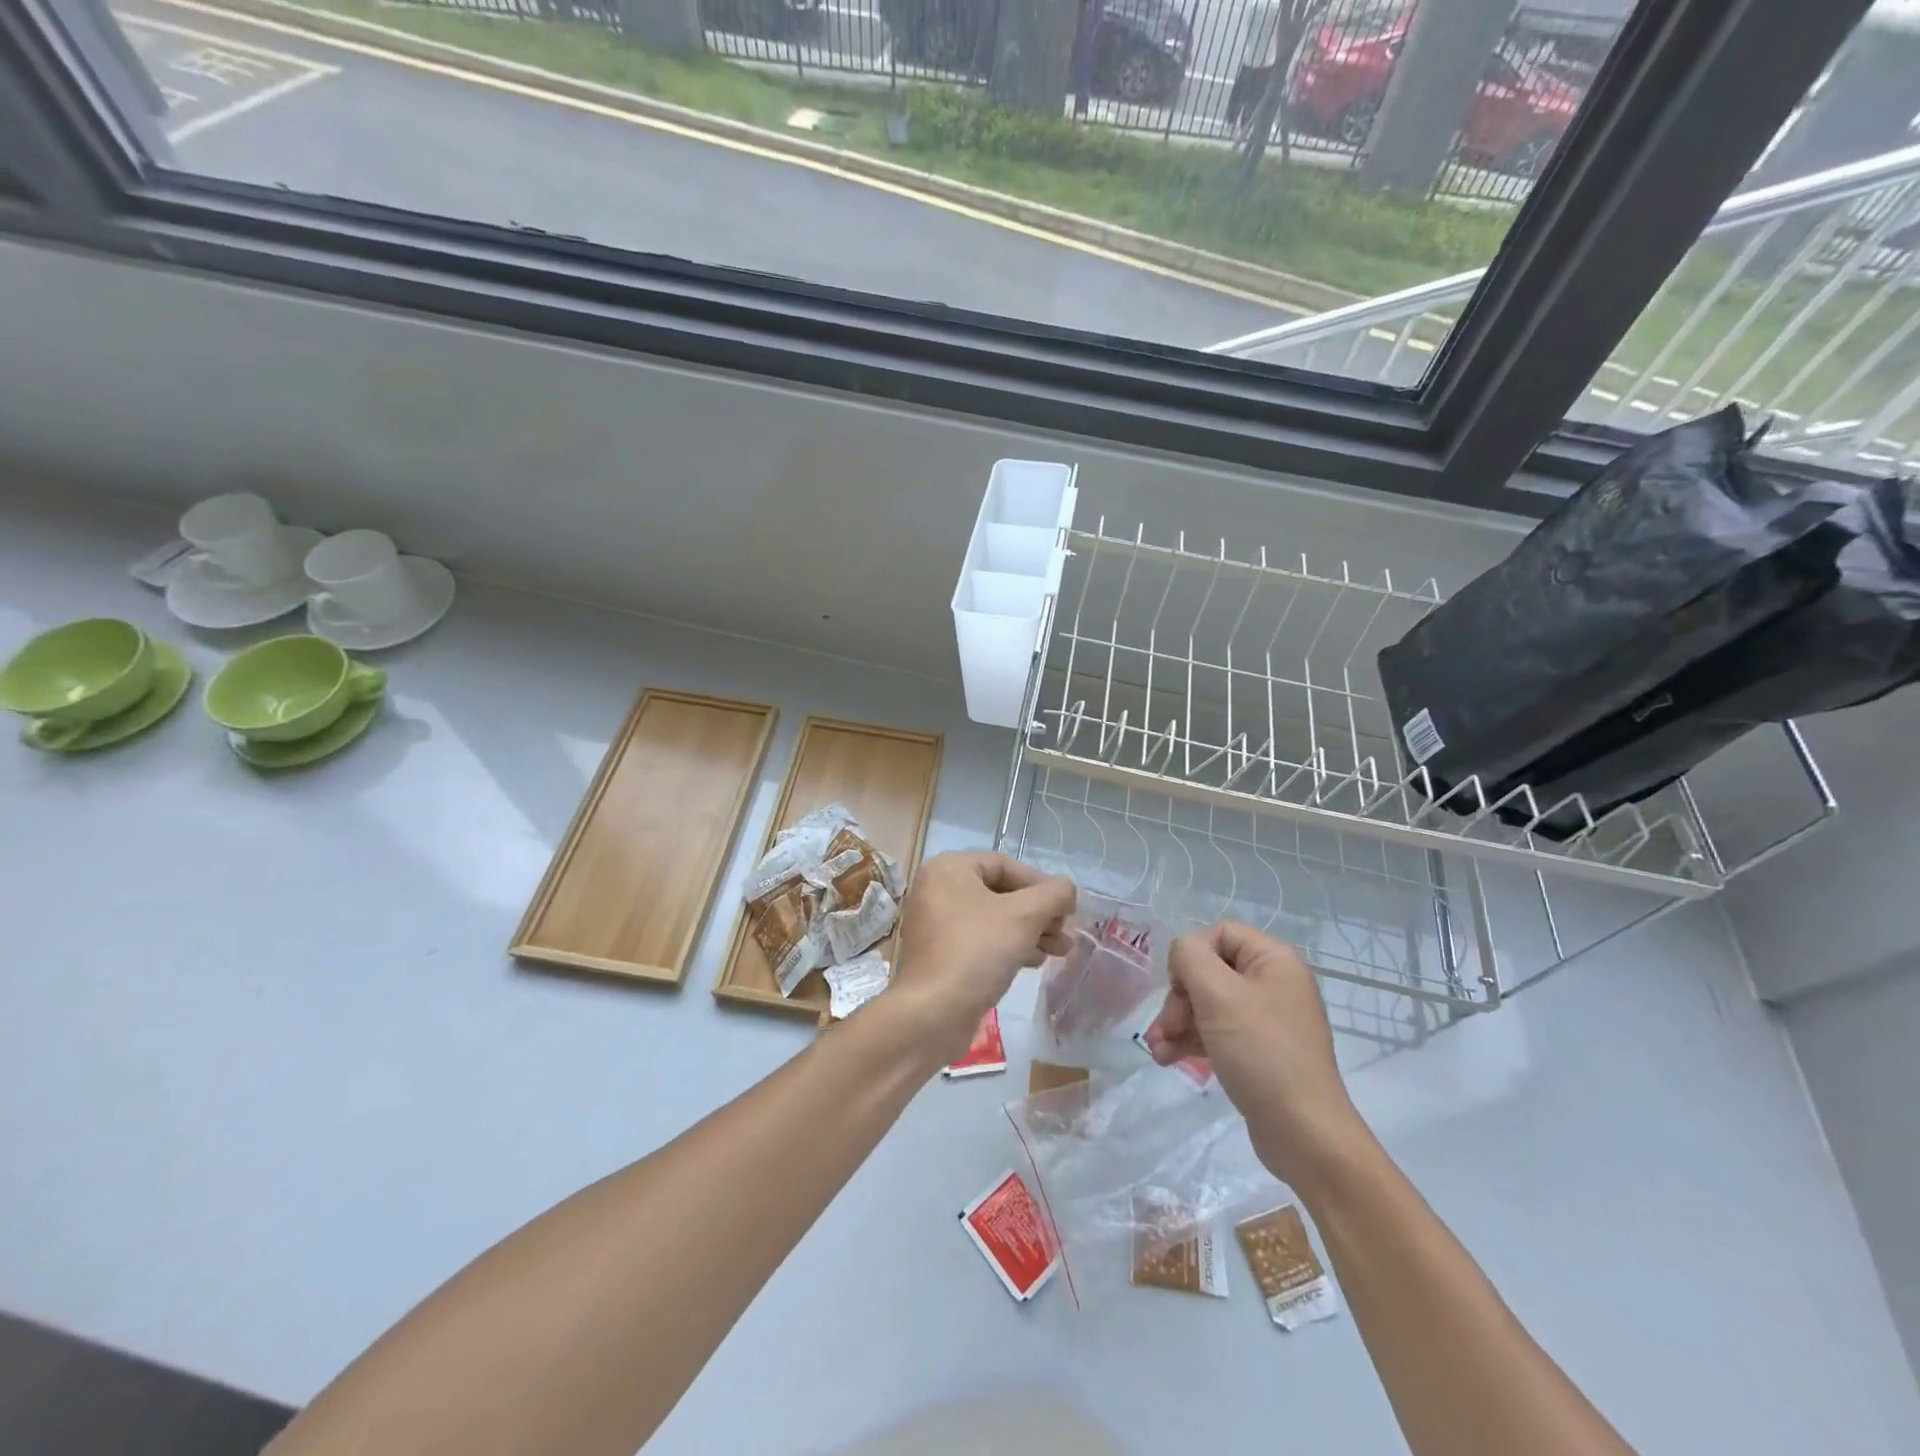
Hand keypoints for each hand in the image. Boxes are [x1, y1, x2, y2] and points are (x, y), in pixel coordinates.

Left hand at [886, 852, 1074, 1064]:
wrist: (933, 1014)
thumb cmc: (977, 951)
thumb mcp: (1024, 916)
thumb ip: (1053, 895)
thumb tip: (1067, 889)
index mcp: (948, 869)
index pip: (1004, 865)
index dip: (1040, 883)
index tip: (1067, 907)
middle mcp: (937, 890)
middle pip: (1000, 892)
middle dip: (1038, 912)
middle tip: (1065, 932)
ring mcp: (935, 924)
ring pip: (993, 919)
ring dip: (1029, 931)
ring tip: (1059, 951)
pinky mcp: (939, 955)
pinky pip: (980, 940)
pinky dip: (1008, 946)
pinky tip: (1033, 962)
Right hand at [1144, 922, 1367, 1187]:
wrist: (1304, 1133)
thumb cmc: (1261, 1052)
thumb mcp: (1217, 993)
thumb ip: (1189, 956)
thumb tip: (1182, 955)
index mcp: (1274, 960)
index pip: (1219, 934)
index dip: (1191, 954)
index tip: (1179, 986)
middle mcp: (1274, 984)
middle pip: (1210, 971)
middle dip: (1179, 998)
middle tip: (1167, 1025)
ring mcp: (1268, 1020)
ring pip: (1208, 1005)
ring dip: (1178, 1022)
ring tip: (1157, 1049)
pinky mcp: (1260, 1052)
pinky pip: (1218, 1032)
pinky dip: (1192, 1042)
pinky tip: (1168, 1059)